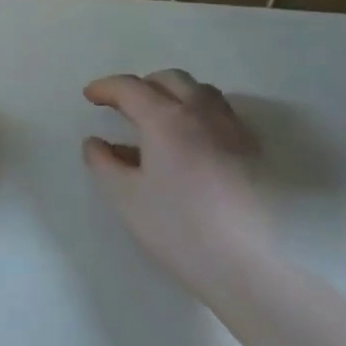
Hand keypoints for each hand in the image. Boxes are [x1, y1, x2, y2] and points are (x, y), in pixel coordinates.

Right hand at [82, 69, 270, 297]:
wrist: (250, 265)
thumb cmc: (180, 228)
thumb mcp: (126, 198)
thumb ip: (104, 164)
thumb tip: (96, 143)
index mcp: (166, 119)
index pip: (131, 88)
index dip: (106, 88)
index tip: (90, 97)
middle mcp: (202, 113)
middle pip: (170, 80)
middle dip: (142, 86)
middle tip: (123, 105)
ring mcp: (234, 130)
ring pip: (201, 93)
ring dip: (174, 95)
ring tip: (159, 120)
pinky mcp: (255, 152)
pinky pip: (221, 114)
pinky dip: (198, 114)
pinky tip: (192, 143)